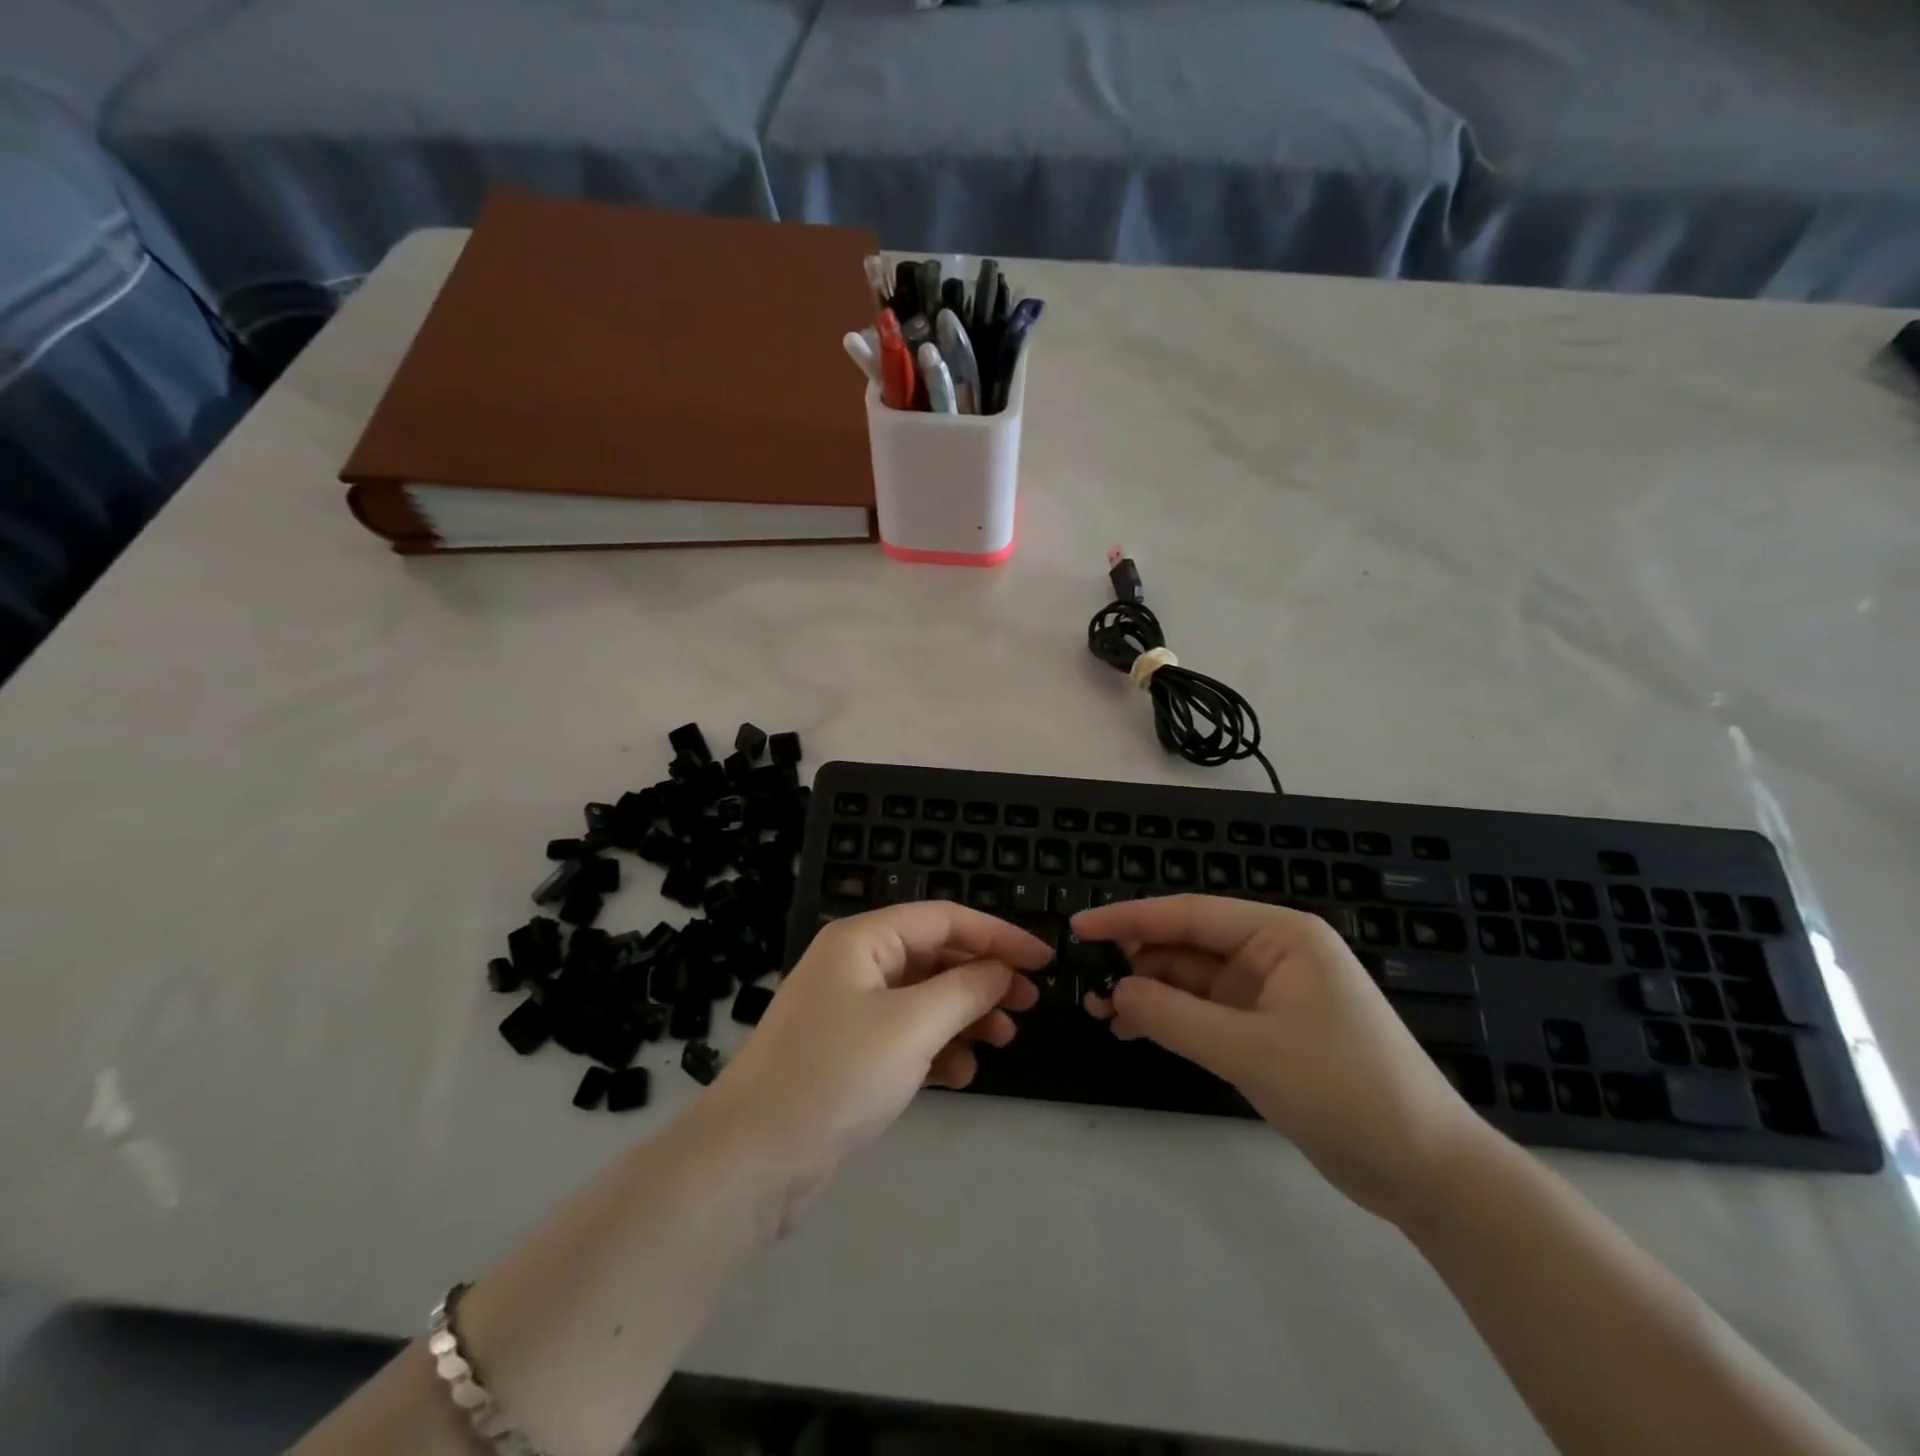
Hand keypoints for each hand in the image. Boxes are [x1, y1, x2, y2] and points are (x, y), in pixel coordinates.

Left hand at [709, 902, 1047, 1189]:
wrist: (752, 1160)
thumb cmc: (835, 1074)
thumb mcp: (911, 1026)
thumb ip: (965, 990)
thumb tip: (1002, 970)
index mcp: (863, 939)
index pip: (944, 919)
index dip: (998, 935)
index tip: (1043, 960)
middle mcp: (856, 964)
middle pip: (935, 956)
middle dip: (983, 977)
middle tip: (1028, 1005)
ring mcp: (850, 1009)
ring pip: (924, 998)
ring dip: (965, 1015)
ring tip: (1002, 1041)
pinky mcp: (849, 1053)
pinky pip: (906, 1036)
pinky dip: (937, 1049)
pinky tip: (961, 1076)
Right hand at [1075, 895, 1491, 1224]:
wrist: (1427, 1173)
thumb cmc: (1345, 1091)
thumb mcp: (1250, 1051)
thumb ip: (1174, 1016)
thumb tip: (1116, 992)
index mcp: (1282, 935)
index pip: (1190, 914)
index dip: (1130, 918)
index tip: (1079, 928)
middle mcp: (1274, 954)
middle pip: (1188, 945)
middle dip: (1137, 962)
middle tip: (1087, 985)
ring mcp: (1271, 994)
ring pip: (1192, 981)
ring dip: (1150, 994)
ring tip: (1105, 1015)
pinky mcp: (1268, 1031)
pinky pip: (1206, 1012)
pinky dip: (1171, 1020)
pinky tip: (1136, 1032)